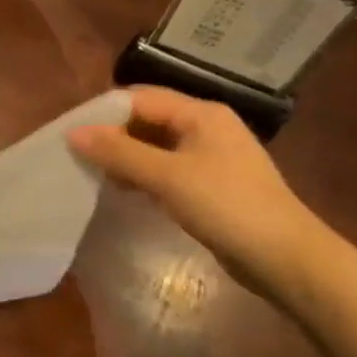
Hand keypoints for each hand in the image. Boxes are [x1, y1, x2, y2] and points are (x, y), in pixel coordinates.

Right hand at [69, 87, 323, 289]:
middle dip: (113, 136)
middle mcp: (207, 127)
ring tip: (95, 175)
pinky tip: (125, 191)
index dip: (104, 113)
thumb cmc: (226, 206)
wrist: (285, 258)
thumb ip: (119, 152)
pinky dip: (144, 175)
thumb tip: (73, 133)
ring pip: (156, 146)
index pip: (140, 98)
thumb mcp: (167, 176)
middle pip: (148, 119)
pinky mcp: (212, 184)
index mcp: (201, 113)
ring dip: (126, 157)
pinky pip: (168, 168)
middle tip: (79, 157)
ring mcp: (211, 156)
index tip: (71, 134)